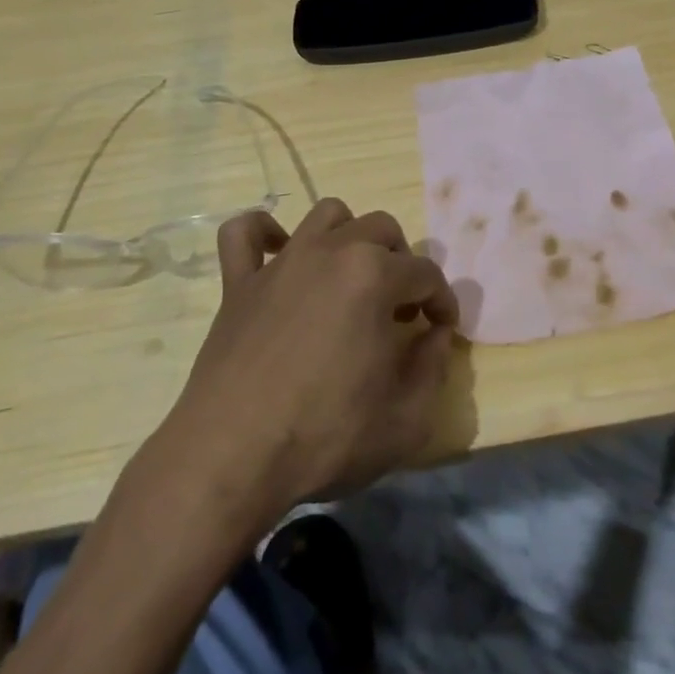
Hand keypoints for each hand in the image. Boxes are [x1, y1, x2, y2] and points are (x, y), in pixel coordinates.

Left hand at [161, 199, 458, 516]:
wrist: (231, 459)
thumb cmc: (325, 437)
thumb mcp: (407, 418)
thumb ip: (433, 367)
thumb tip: (435, 335)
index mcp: (375, 276)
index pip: (426, 274)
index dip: (443, 301)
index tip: (442, 329)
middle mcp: (330, 252)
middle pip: (383, 230)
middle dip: (402, 263)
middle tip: (400, 308)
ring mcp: (281, 262)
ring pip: (327, 215)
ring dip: (350, 236)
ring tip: (352, 277)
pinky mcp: (238, 282)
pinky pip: (245, 232)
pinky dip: (265, 233)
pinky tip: (279, 255)